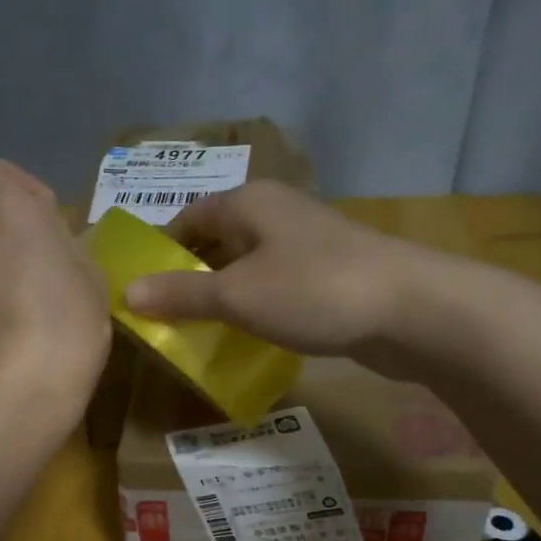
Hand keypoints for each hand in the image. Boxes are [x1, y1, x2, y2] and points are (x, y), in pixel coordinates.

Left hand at [0, 150, 109, 419]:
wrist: (19, 389)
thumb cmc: (65, 315)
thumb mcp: (88, 267)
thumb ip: (63, 237)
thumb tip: (50, 236)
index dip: (7, 180)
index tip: (42, 211)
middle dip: (6, 219)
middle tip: (47, 252)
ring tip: (35, 290)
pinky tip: (19, 319)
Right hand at [124, 181, 466, 378]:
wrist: (413, 310)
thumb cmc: (313, 290)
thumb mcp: (236, 295)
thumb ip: (181, 294)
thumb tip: (127, 292)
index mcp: (248, 203)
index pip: (187, 219)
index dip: (160, 253)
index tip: (139, 291)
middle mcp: (276, 214)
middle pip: (216, 242)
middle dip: (189, 279)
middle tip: (161, 319)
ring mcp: (306, 244)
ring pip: (247, 267)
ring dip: (222, 297)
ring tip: (196, 334)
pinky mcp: (329, 275)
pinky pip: (276, 287)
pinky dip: (255, 308)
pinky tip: (245, 338)